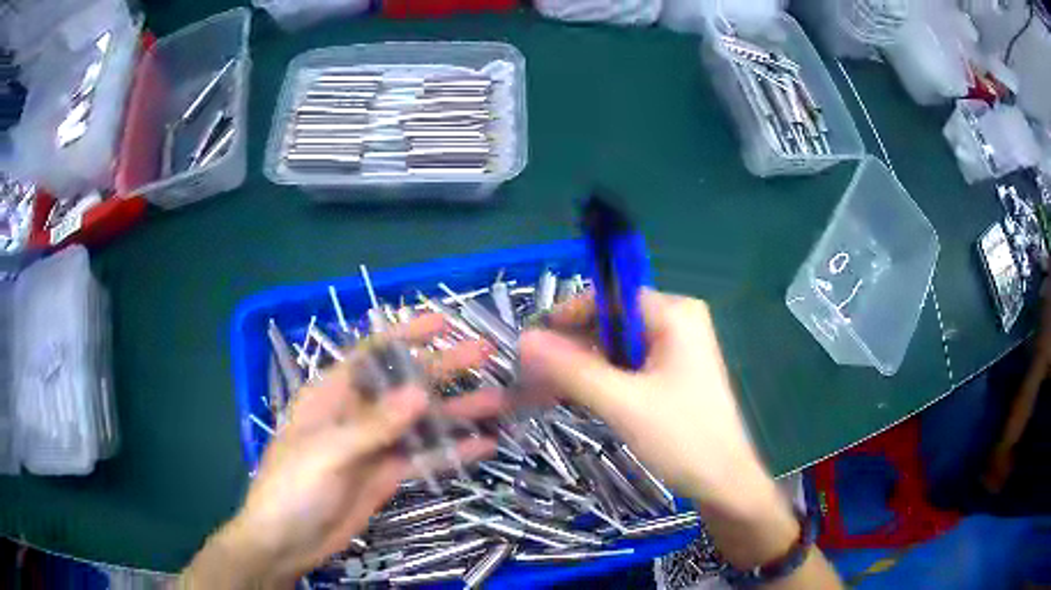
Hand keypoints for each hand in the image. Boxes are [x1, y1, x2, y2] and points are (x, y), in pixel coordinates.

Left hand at [182, 314, 503, 586]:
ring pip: (419, 423)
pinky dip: (452, 452)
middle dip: (443, 369)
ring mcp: (374, 446)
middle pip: (404, 385)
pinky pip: (423, 458)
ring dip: (456, 413)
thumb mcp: (328, 452)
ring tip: (498, 401)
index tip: (444, 322)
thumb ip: (373, 425)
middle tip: (485, 354)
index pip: (372, 355)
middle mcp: (356, 414)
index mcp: (332, 395)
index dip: (407, 335)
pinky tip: (484, 447)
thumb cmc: (293, 487)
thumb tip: (419, 392)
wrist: (287, 542)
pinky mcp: (386, 475)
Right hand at [520, 290, 767, 513]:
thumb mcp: (622, 403)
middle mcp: (677, 322)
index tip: (531, 347)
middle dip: (573, 349)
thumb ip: (572, 369)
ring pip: (616, 348)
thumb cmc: (682, 439)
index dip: (567, 318)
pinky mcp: (673, 375)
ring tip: (550, 393)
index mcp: (674, 314)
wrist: (724, 483)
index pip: (607, 298)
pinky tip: (580, 400)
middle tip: (535, 379)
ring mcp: (677, 350)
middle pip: (610, 322)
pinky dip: (602, 381)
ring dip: (583, 368)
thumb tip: (523, 339)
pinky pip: (628, 367)